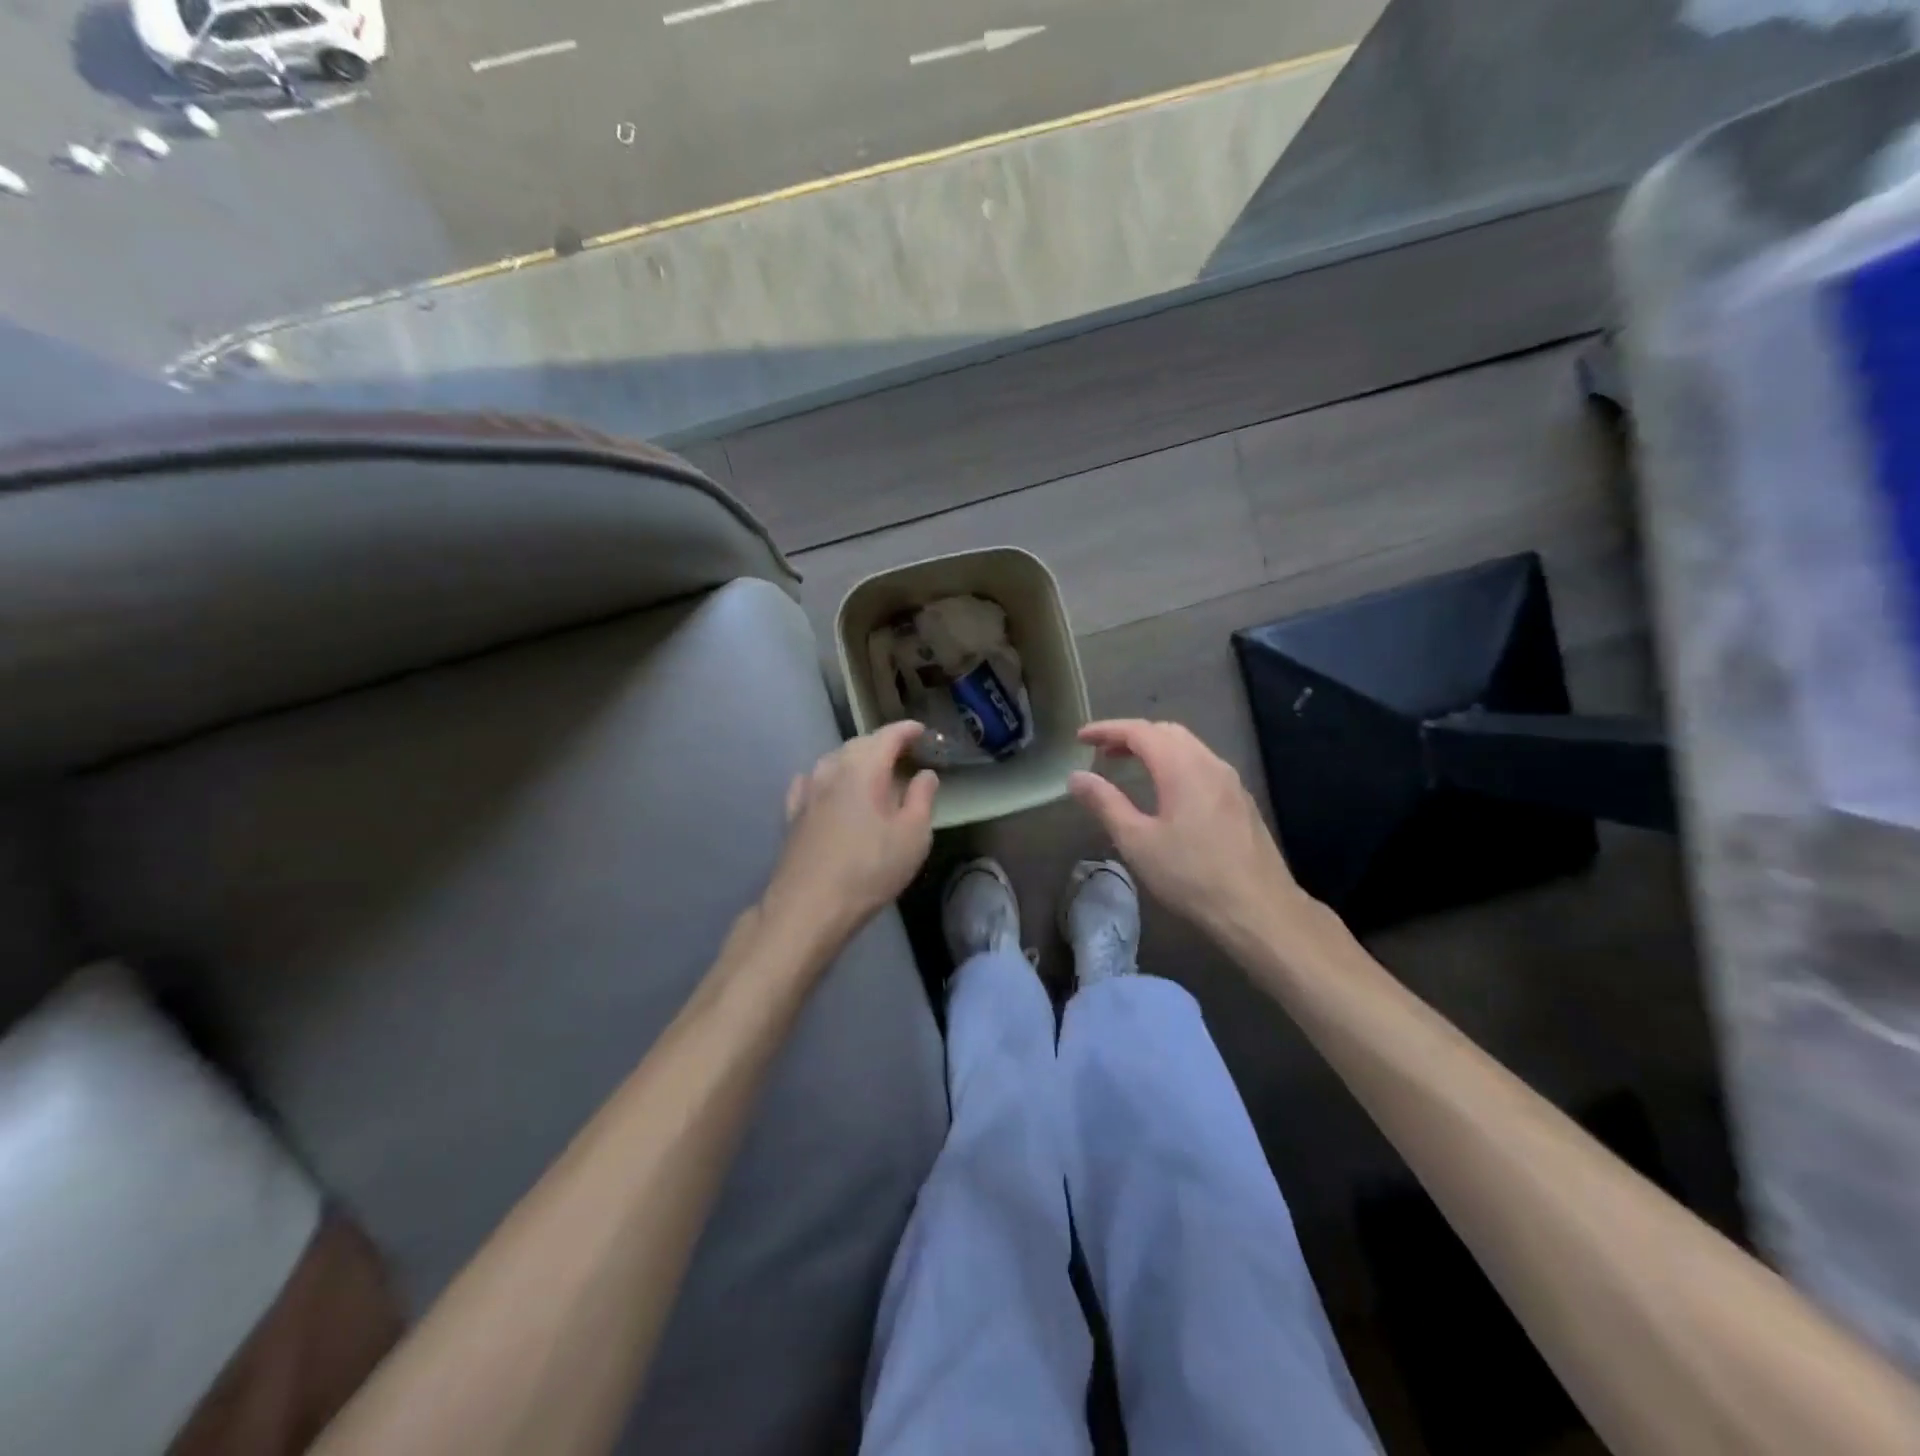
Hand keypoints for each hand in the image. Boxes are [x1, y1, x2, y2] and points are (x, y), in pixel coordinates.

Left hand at [762, 721, 939, 945]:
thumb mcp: (913, 836)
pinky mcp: (793, 815)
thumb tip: (925, 774)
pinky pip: (811, 781)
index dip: (906, 730)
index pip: (887, 736)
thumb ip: (922, 799)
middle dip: (881, 743)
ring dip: (854, 758)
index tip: (921, 731)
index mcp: (864, 770)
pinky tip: (826, 785)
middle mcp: (832, 771)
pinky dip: (827, 776)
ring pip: (833, 760)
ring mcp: (808, 792)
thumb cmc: (869, 870)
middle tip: (902, 752)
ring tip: (870, 769)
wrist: (809, 907)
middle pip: (858, 744)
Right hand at [1069, 720, 1316, 950]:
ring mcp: (1230, 781)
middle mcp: (1209, 763)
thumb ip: (1105, 804)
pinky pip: (1202, 765)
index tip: (1081, 738)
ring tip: (1129, 767)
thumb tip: (1077, 777)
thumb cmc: (1191, 875)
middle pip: (1166, 732)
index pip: (1139, 731)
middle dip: (1131, 736)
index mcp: (1182, 767)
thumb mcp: (1137, 841)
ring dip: (1155, 748)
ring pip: (1188, 747)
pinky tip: (1167, 791)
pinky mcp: (1241, 801)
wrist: (1259, 909)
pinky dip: (1175, 763)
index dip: (1107, 730)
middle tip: (1102, 752)